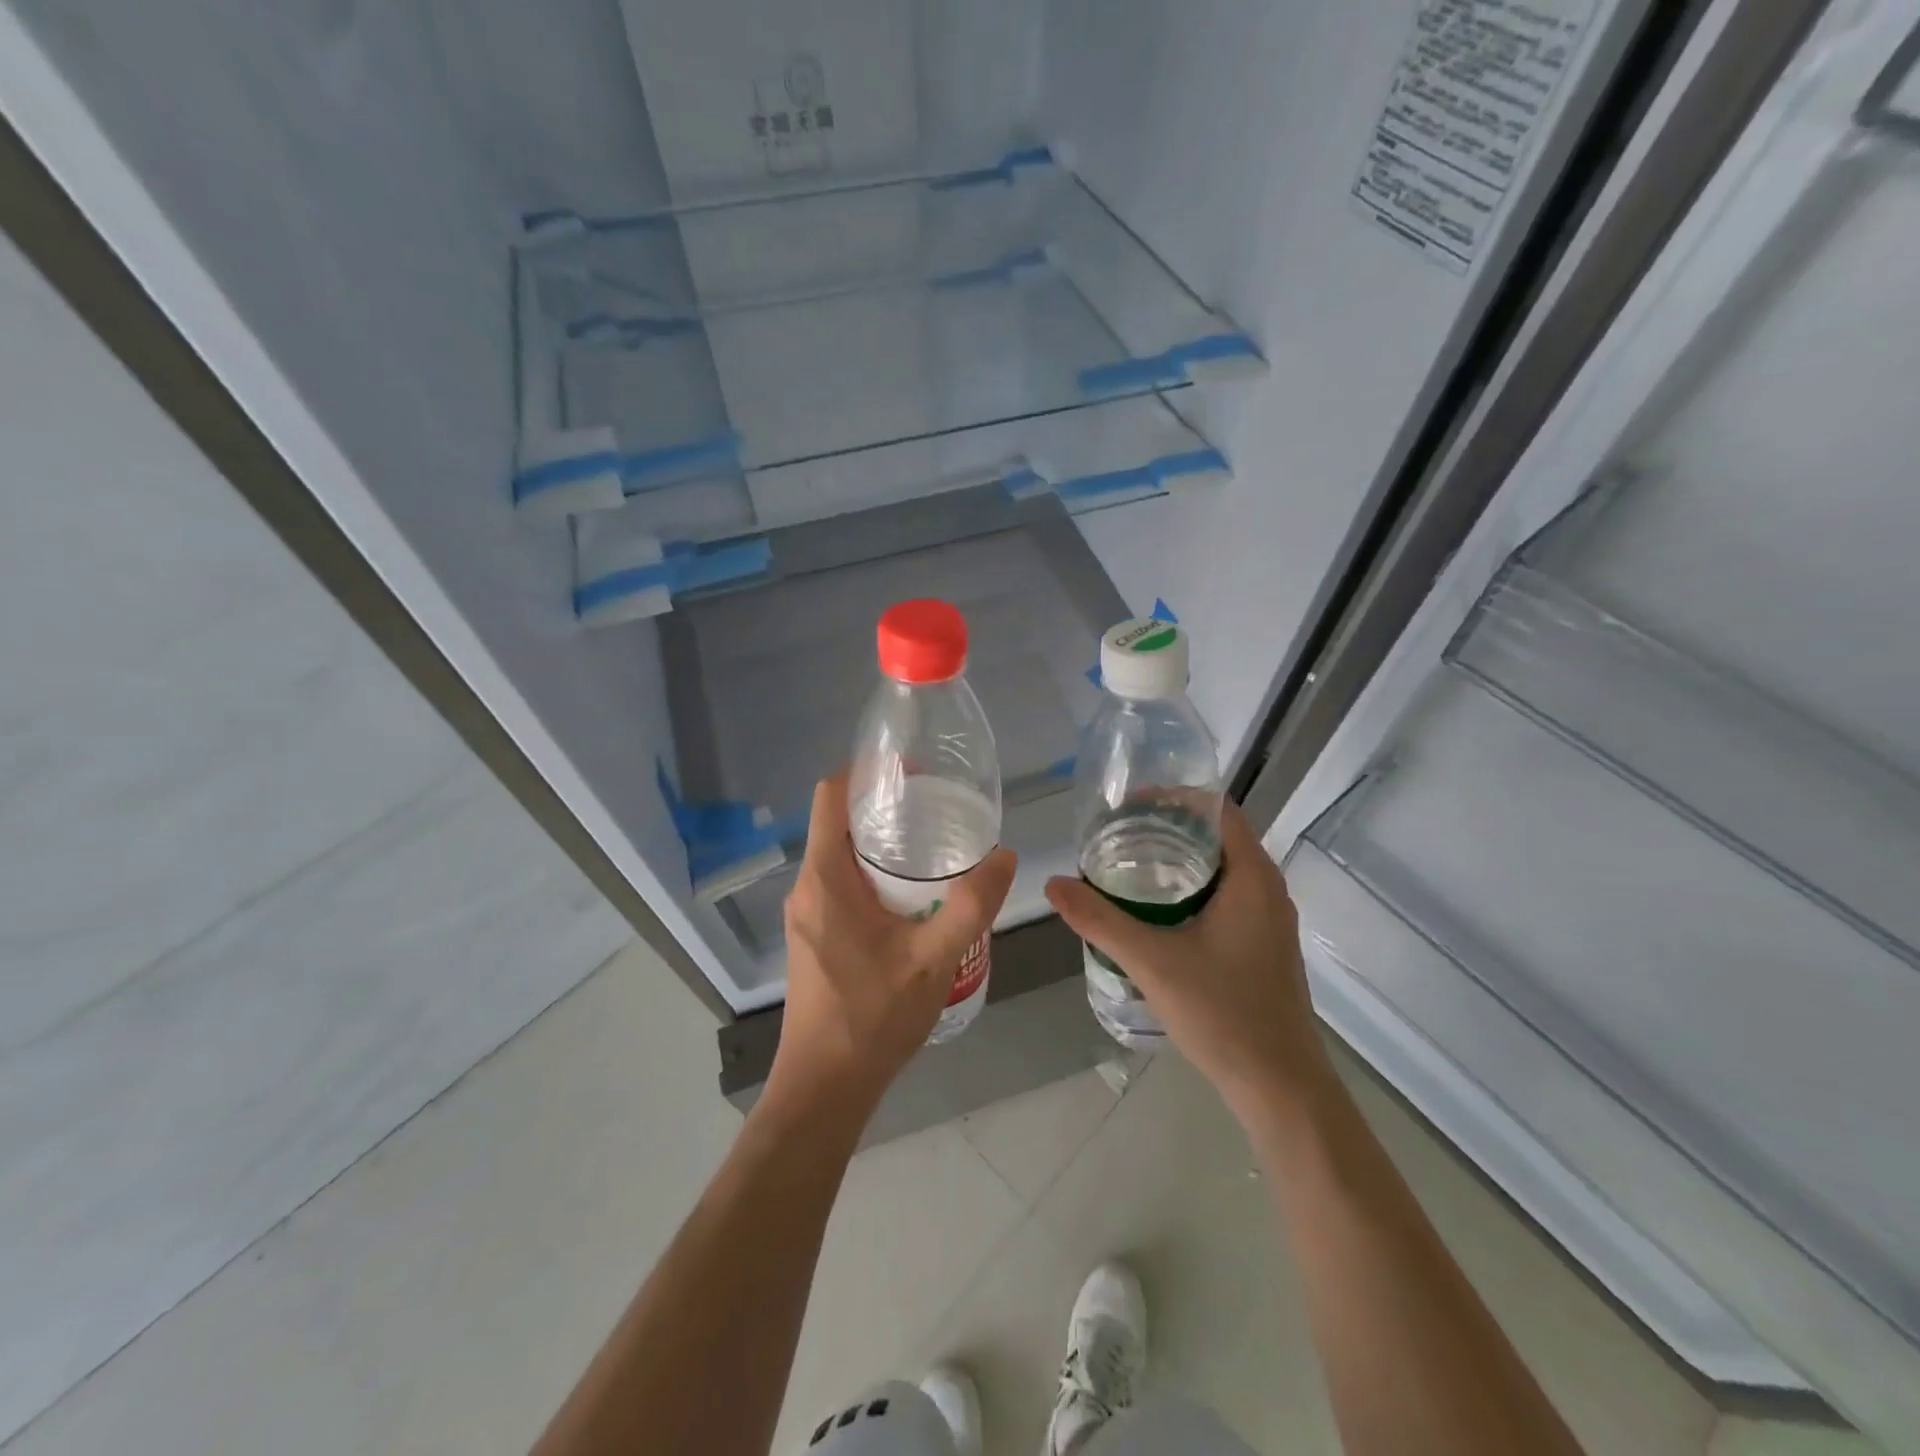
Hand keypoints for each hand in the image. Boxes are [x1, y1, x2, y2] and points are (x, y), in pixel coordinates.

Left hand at [772, 774, 1017, 1113]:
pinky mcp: (814, 936)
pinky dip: (873, 873)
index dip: (867, 771)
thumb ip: (971, 904)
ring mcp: (807, 914)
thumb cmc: (872, 1017)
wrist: (824, 1088)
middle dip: (883, 807)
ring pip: (840, 855)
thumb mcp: (933, 957)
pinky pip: (841, 884)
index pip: (831, 795)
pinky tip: (914, 895)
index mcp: (824, 877)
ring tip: (932, 845)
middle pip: (837, 822)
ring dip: (880, 843)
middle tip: (936, 807)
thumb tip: (1005, 856)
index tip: (911, 770)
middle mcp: (807, 887)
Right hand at [1044, 801, 1330, 1121]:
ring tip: (1127, 866)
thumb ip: (1100, 920)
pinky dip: (1190, 889)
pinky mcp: (1263, 946)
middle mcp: (1267, 888)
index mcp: (1252, 876)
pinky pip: (1225, 896)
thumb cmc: (1223, 1013)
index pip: (1216, 809)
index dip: (1173, 797)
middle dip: (1166, 829)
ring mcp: (1269, 919)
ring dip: (1177, 861)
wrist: (1280, 1088)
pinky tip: (1155, 912)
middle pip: (1215, 836)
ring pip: (1220, 869)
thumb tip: (1054, 884)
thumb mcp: (1151, 961)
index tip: (1128, 805)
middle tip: (1117, 835)